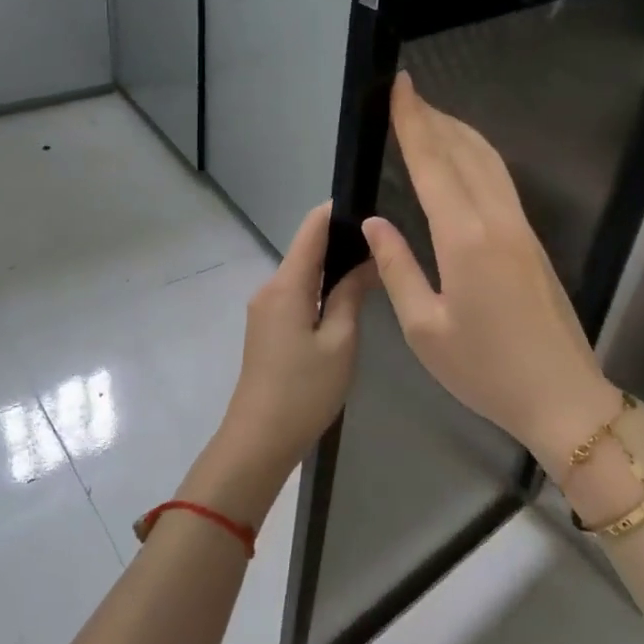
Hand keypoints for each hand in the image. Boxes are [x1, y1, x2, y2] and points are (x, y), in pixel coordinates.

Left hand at [183, 203, 375, 526]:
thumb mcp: (340, 342)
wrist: (258, 439)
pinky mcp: (267, 327)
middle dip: (342, 241)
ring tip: (374, 267)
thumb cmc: (304, 390)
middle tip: (385, 242)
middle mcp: (270, 287)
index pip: (311, 228)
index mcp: (286, 285)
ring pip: (303, 273)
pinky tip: (347, 298)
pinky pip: (297, 294)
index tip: (371, 204)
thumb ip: (351, 294)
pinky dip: (321, 289)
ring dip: (333, 267)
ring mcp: (265, 308)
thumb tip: (368, 259)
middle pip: (307, 250)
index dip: (337, 210)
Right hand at [361, 73, 623, 471]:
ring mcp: (521, 227)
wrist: (562, 396)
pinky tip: (464, 160)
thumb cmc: (485, 370)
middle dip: (434, 118)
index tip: (400, 87)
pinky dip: (477, 156)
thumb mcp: (424, 330)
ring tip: (432, 116)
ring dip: (459, 132)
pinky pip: (501, 181)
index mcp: (465, 239)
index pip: (432, 164)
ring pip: (489, 162)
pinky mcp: (532, 240)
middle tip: (408, 94)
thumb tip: (375, 223)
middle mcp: (496, 220)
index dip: (413, 122)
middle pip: (463, 152)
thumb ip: (397, 269)